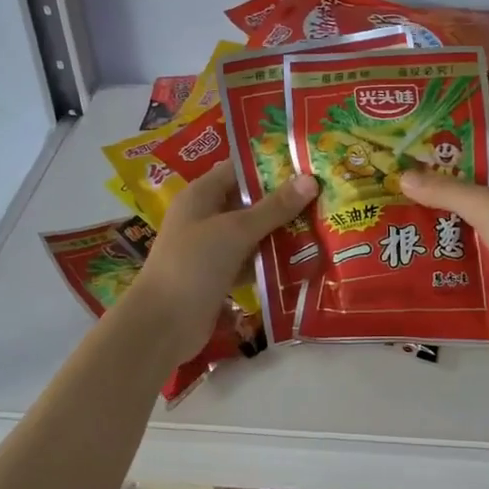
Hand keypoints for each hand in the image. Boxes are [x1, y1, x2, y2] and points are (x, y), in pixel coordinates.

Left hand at [132, 162, 317, 362]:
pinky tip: (303, 260)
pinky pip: (251, 260)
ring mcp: (211, 248)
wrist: (163, 324)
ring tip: (322, 225)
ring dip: (281, 232)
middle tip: (325, 196)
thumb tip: (310, 180)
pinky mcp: (220, 276)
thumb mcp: (236, 230)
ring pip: (252, 233)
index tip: (307, 164)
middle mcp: (205, 216)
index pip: (238, 169)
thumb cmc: (194, 264)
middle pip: (249, 201)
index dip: (270, 165)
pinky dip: (272, 260)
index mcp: (201, 195)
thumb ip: (273, 207)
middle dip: (283, 201)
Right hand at [399, 167, 488, 345]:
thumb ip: (445, 191)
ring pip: (468, 239)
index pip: (475, 171)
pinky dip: (450, 269)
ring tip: (393, 237)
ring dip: (439, 240)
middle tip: (387, 206)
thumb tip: (402, 175)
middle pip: (468, 207)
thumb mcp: (486, 204)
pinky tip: (416, 269)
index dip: (442, 170)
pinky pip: (471, 270)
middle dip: (433, 208)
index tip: (403, 172)